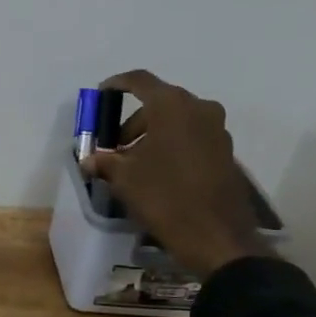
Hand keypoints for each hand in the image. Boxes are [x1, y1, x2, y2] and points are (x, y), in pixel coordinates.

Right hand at [80, 70, 271, 279]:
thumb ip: (105, 161)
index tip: (101, 94)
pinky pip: (192, 137)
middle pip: (159, 102)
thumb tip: (89, 160)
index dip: (116, 84)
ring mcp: (217, 130)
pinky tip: (159, 171)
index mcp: (172, 106)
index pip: (139, 81)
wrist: (216, 236)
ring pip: (177, 121)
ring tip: (135, 162)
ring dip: (154, 134)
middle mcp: (199, 109)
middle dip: (134, 121)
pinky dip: (172, 145)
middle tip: (116, 145)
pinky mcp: (226, 152)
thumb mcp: (124, 178)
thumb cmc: (164, 196)